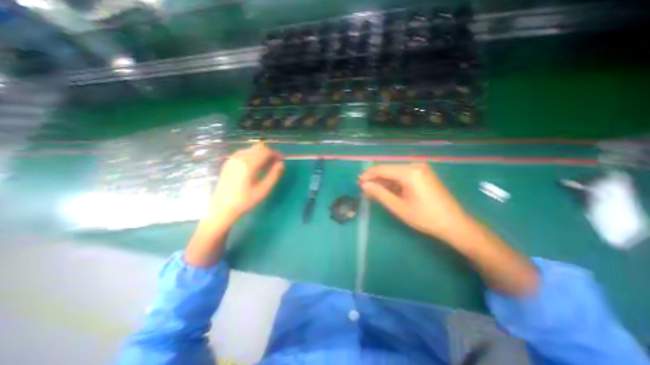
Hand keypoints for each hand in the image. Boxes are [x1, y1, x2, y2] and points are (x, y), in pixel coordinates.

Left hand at [211, 143, 284, 222]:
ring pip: (251, 149)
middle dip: (269, 153)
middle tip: (275, 162)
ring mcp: (232, 159)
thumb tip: (281, 164)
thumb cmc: (245, 200)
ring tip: (266, 165)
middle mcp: (239, 158)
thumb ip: (274, 175)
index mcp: (248, 165)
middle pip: (258, 148)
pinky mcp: (228, 162)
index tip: (281, 159)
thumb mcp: (263, 190)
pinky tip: (254, 165)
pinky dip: (252, 155)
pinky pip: (243, 153)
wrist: (222, 208)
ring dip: (260, 153)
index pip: (265, 151)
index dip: (275, 153)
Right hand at [361, 164, 473, 239]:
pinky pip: (403, 177)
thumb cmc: (425, 217)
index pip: (382, 169)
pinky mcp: (423, 175)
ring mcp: (420, 170)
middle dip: (375, 180)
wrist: (454, 224)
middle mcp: (415, 166)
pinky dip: (393, 184)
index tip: (357, 183)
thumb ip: (379, 193)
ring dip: (383, 182)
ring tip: (372, 193)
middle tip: (364, 190)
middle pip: (388, 170)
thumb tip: (364, 185)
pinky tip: (386, 191)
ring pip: (395, 174)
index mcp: (410, 172)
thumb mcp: (398, 207)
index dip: (368, 175)